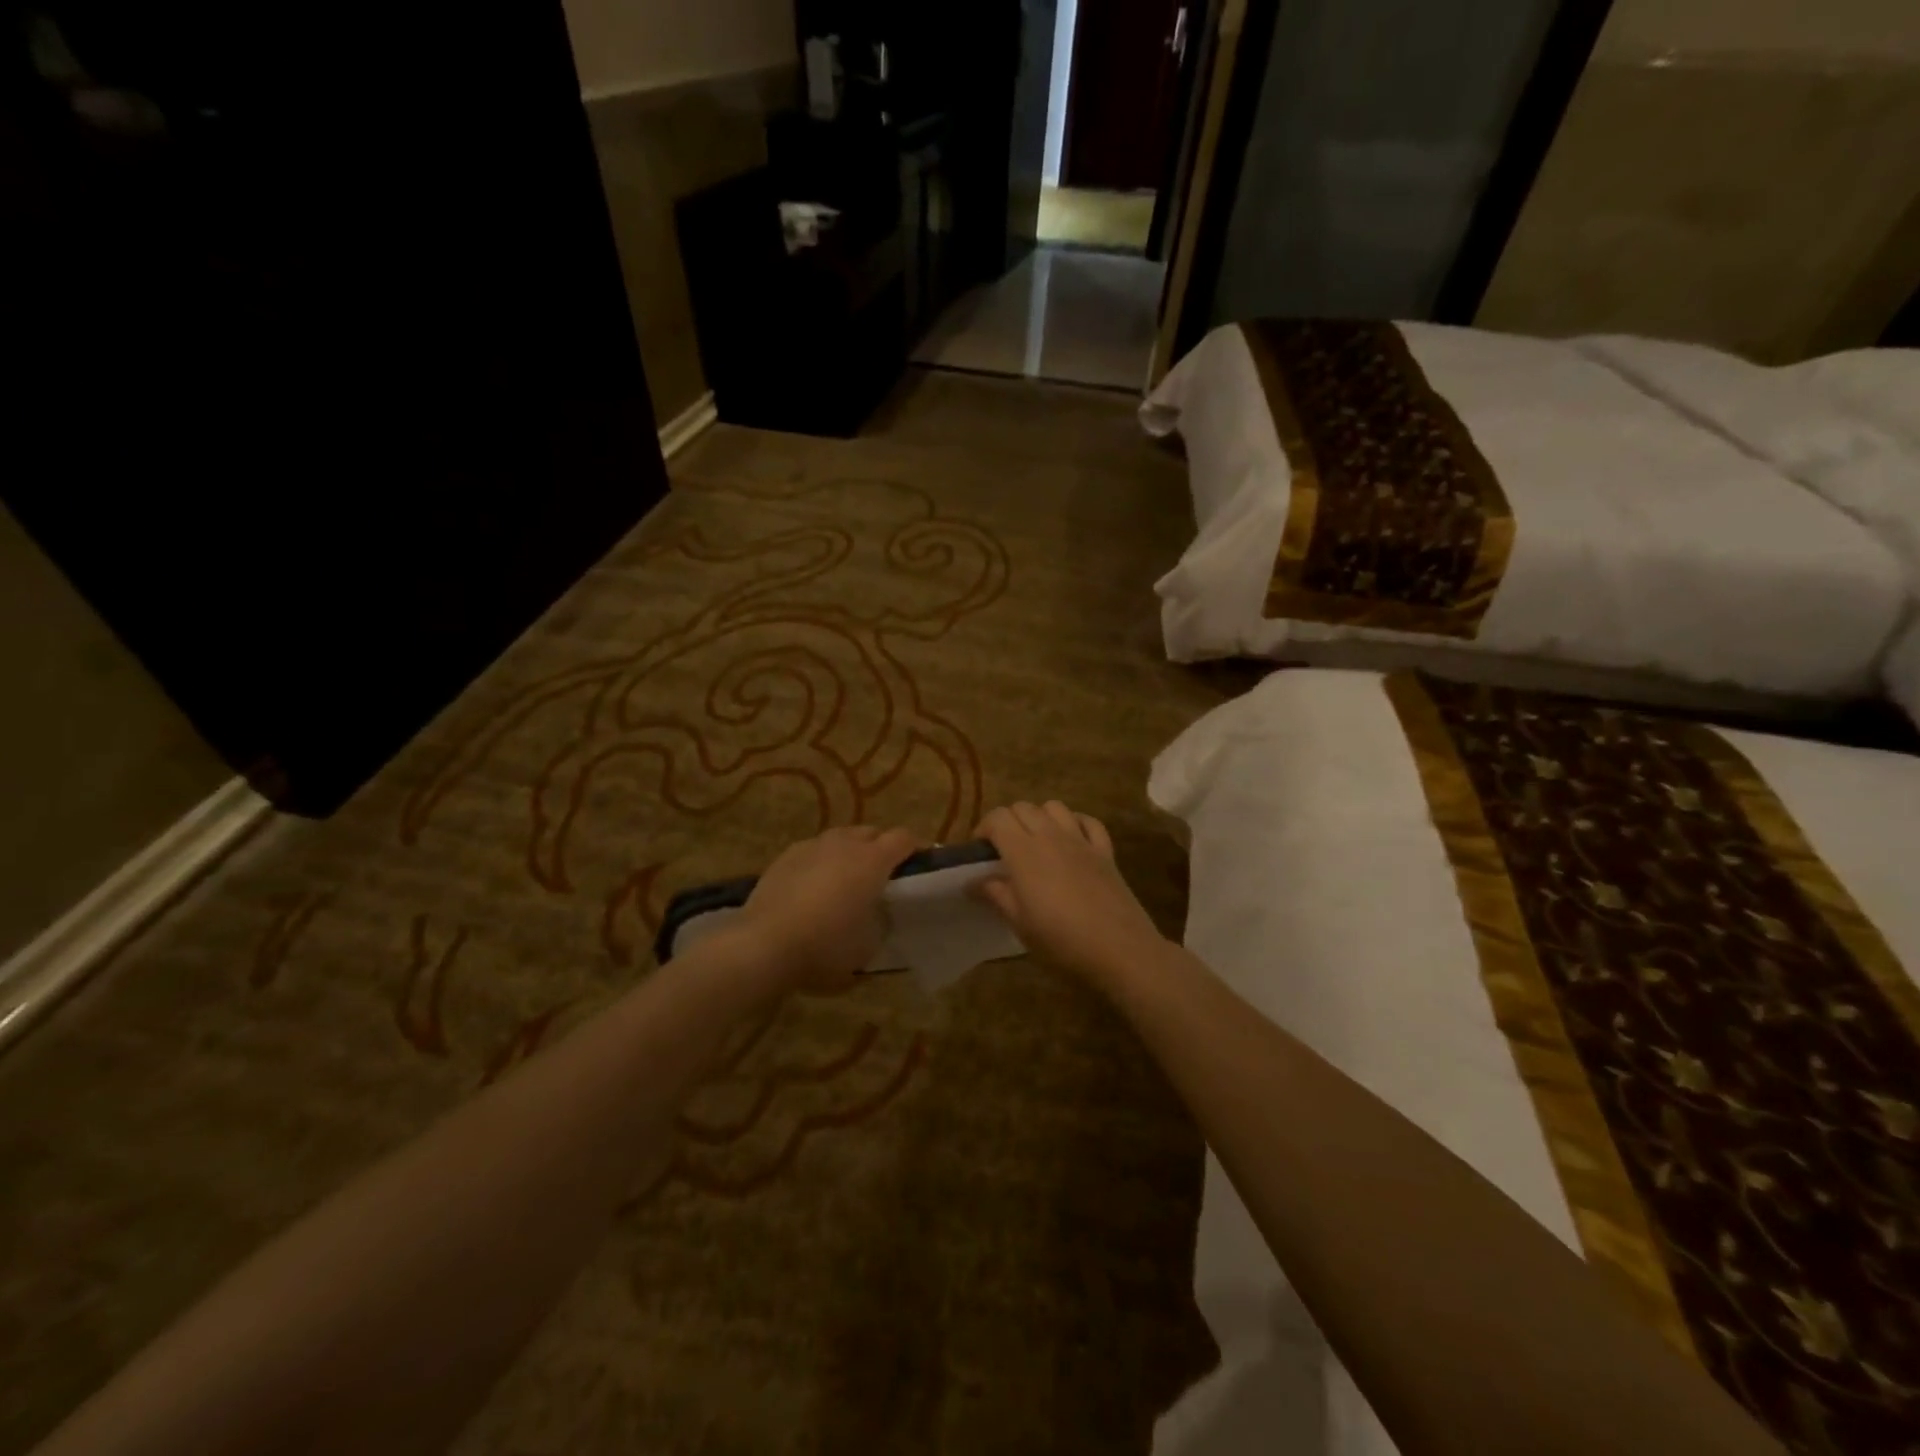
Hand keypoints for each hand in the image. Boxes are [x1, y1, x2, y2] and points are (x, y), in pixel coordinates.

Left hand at [735, 825, 916, 991]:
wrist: (764, 945)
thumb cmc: (826, 947)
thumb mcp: (868, 946)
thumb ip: (881, 923)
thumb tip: (879, 914)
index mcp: (872, 861)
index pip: (904, 838)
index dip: (916, 848)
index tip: (920, 864)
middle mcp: (844, 844)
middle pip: (871, 832)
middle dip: (881, 847)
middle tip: (882, 875)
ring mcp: (811, 846)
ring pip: (840, 838)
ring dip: (850, 852)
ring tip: (846, 879)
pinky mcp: (785, 857)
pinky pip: (813, 851)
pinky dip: (821, 862)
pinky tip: (814, 887)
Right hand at [972, 802, 1167, 983]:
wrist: (1120, 950)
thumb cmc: (1061, 940)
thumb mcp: (1019, 923)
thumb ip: (995, 895)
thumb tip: (972, 881)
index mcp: (1024, 852)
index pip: (998, 817)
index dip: (984, 828)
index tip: (980, 853)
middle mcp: (1051, 836)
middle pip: (1024, 807)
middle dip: (1008, 821)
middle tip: (1004, 850)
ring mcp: (1081, 841)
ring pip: (1055, 807)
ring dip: (1040, 817)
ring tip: (1036, 842)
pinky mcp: (1105, 851)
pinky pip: (1088, 822)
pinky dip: (1075, 823)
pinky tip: (1071, 841)